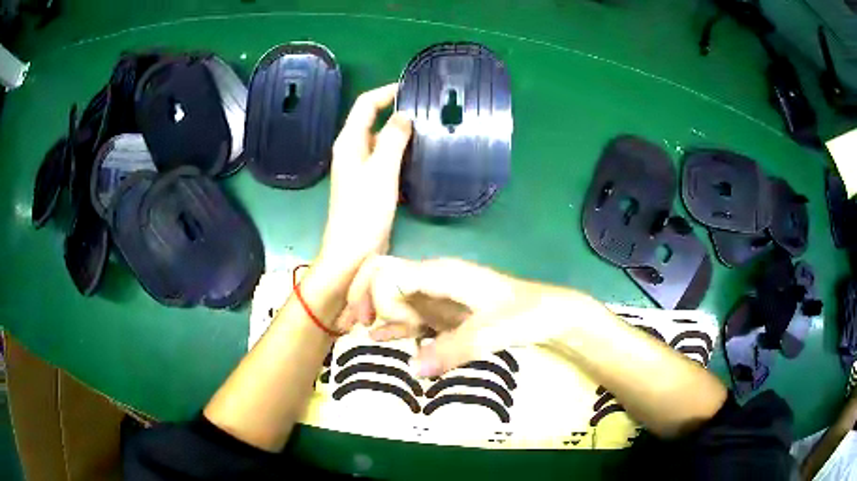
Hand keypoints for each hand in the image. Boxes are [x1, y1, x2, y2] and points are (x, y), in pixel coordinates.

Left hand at [318, 84, 412, 278]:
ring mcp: (360, 168)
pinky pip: (385, 158)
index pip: (365, 105)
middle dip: (395, 109)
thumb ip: (393, 139)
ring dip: (400, 131)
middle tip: (426, 108)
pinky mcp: (369, 183)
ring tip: (428, 127)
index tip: (411, 87)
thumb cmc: (364, 212)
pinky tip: (419, 154)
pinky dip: (400, 151)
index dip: (386, 91)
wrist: (353, 253)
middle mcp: (352, 150)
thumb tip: (404, 115)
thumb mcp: (381, 171)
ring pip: (380, 139)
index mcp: (349, 142)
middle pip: (372, 119)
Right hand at [347, 255, 586, 375]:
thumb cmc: (525, 314)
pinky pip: (410, 316)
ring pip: (393, 297)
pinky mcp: (443, 313)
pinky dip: (392, 325)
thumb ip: (453, 349)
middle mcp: (433, 280)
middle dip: (362, 298)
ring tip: (352, 332)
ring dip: (372, 312)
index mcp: (441, 273)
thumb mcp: (492, 332)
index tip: (391, 325)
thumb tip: (411, 369)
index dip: (378, 298)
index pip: (388, 273)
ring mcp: (437, 297)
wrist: (549, 316)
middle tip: (352, 327)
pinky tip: (378, 338)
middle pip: (384, 279)